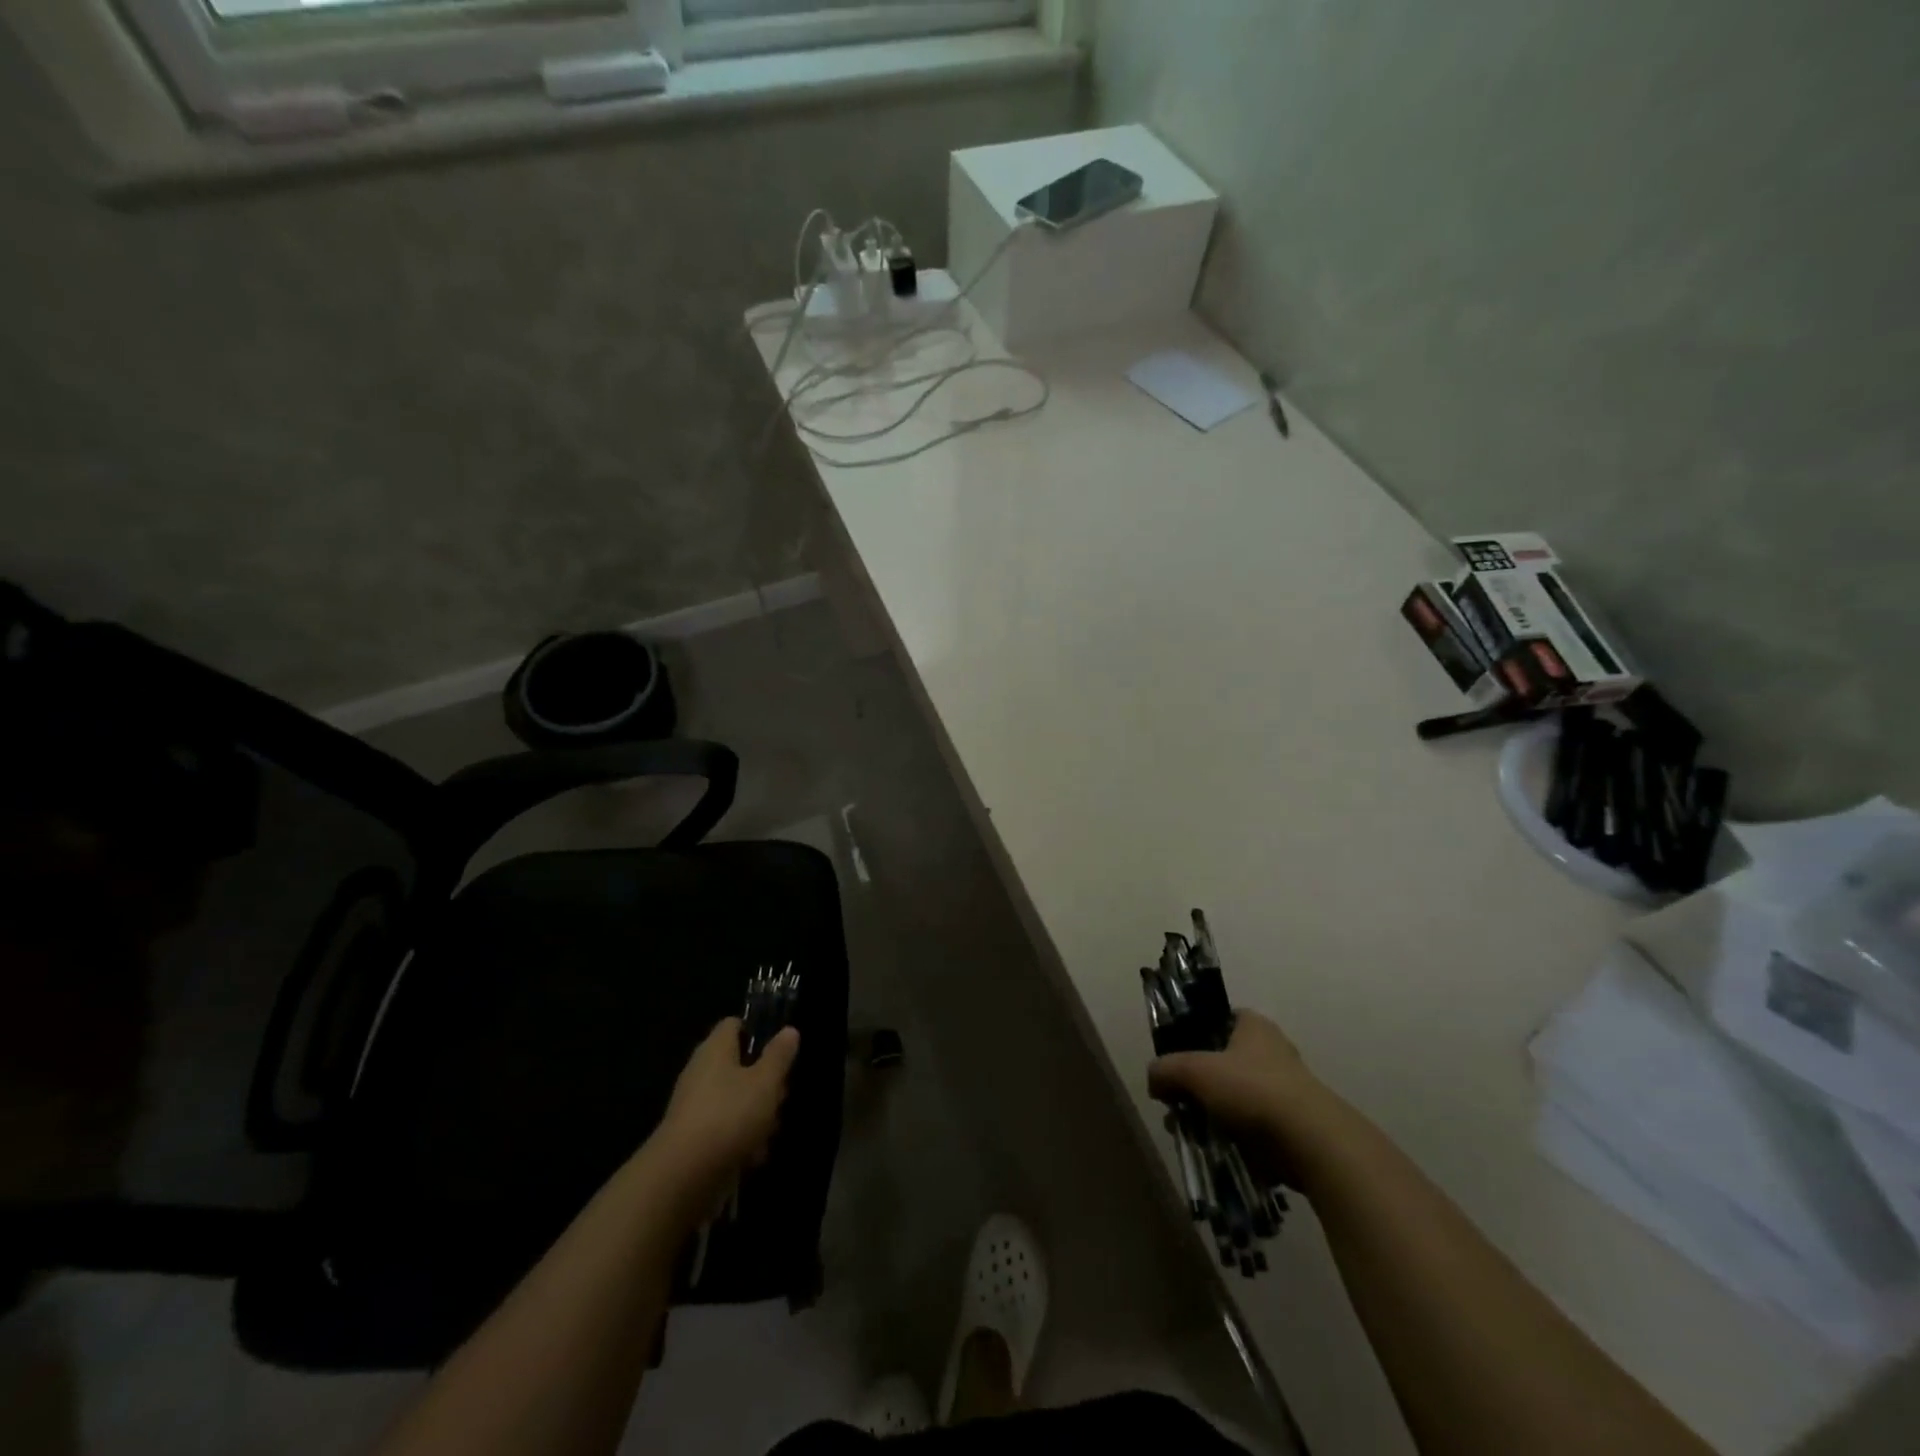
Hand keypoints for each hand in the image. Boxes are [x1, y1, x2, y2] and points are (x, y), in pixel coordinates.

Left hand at [654, 1018, 799, 1204]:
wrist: (682, 1177)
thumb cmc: (729, 1116)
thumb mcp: (766, 1082)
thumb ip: (779, 1055)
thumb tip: (789, 1030)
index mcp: (716, 1049)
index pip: (735, 1024)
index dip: (758, 1032)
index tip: (779, 1050)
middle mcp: (701, 1072)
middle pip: (739, 1065)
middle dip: (765, 1082)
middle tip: (781, 1097)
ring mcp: (694, 1106)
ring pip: (734, 1099)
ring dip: (756, 1115)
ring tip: (770, 1133)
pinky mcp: (692, 1138)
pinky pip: (723, 1128)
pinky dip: (740, 1139)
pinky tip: (753, 1157)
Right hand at [1149, 1011, 1330, 1168]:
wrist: (1311, 1143)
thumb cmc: (1251, 1090)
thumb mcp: (1194, 1071)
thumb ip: (1166, 1069)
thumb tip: (1153, 1080)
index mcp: (1253, 1025)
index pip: (1219, 1019)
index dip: (1194, 1035)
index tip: (1176, 1059)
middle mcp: (1272, 1051)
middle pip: (1222, 1062)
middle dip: (1197, 1084)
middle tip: (1176, 1103)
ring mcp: (1286, 1090)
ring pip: (1236, 1097)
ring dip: (1212, 1114)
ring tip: (1190, 1132)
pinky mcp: (1293, 1126)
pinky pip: (1253, 1127)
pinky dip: (1234, 1137)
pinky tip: (1216, 1150)